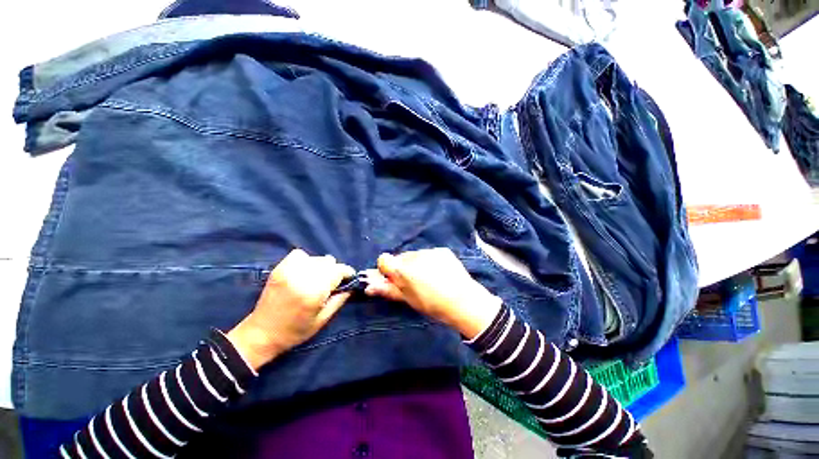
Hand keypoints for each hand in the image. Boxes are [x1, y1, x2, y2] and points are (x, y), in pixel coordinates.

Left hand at [227, 249, 354, 370]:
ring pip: (317, 258)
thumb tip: (351, 285)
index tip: (349, 278)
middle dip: (335, 271)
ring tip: (317, 278)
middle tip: (332, 283)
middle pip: (329, 262)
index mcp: (314, 292)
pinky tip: (305, 271)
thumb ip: (340, 299)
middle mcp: (302, 278)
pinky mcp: (279, 269)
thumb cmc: (295, 331)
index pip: (339, 271)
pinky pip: (300, 254)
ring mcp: (289, 271)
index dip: (347, 273)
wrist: (261, 334)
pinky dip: (306, 260)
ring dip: (322, 266)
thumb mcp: (323, 319)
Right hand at [364, 248, 502, 339]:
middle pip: (400, 257)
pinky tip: (439, 272)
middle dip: (402, 267)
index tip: (393, 279)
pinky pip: (429, 253)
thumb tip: (367, 286)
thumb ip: (387, 290)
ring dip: (415, 263)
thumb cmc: (432, 304)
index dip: (386, 269)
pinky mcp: (442, 250)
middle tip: (413, 281)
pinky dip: (429, 260)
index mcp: (403, 269)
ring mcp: (430, 251)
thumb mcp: (408, 299)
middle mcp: (414, 256)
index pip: (383, 259)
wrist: (464, 301)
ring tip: (428, 278)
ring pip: (414, 255)